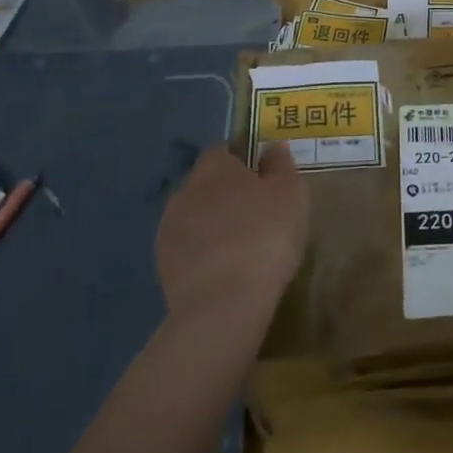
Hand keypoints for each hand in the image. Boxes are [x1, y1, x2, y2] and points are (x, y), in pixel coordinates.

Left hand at [156, 145, 308, 331]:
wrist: (224, 304)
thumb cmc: (265, 237)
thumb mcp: (290, 194)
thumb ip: (281, 166)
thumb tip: (272, 148)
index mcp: (214, 167)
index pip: (223, 151)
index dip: (242, 161)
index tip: (262, 180)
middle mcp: (185, 190)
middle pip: (206, 183)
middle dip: (226, 194)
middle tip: (256, 214)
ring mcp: (168, 229)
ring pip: (195, 216)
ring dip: (213, 224)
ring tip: (241, 247)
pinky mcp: (162, 265)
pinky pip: (188, 248)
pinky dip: (203, 253)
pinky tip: (224, 271)